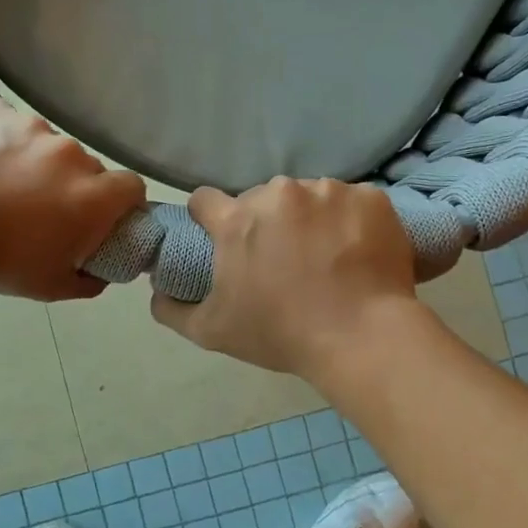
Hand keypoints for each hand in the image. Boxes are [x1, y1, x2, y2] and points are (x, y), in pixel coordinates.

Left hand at [0, 99, 145, 300]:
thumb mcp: (48, 287)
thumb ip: (88, 280)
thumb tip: (100, 272)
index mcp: (91, 196)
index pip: (133, 188)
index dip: (121, 204)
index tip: (100, 219)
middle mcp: (70, 153)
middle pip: (88, 168)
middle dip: (73, 186)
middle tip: (40, 209)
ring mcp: (30, 125)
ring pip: (48, 145)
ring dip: (37, 163)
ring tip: (0, 184)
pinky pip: (11, 126)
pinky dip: (3, 142)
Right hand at [151, 179, 419, 375]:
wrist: (362, 337)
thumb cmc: (280, 334)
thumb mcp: (212, 332)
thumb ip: (172, 309)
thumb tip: (157, 292)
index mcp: (237, 220)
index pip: (205, 200)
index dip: (209, 219)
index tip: (221, 240)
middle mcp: (279, 193)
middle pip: (262, 199)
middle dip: (266, 223)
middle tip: (282, 262)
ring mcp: (329, 191)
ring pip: (309, 198)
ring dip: (310, 220)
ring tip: (326, 259)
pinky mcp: (371, 197)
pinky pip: (353, 202)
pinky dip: (352, 222)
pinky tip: (358, 253)